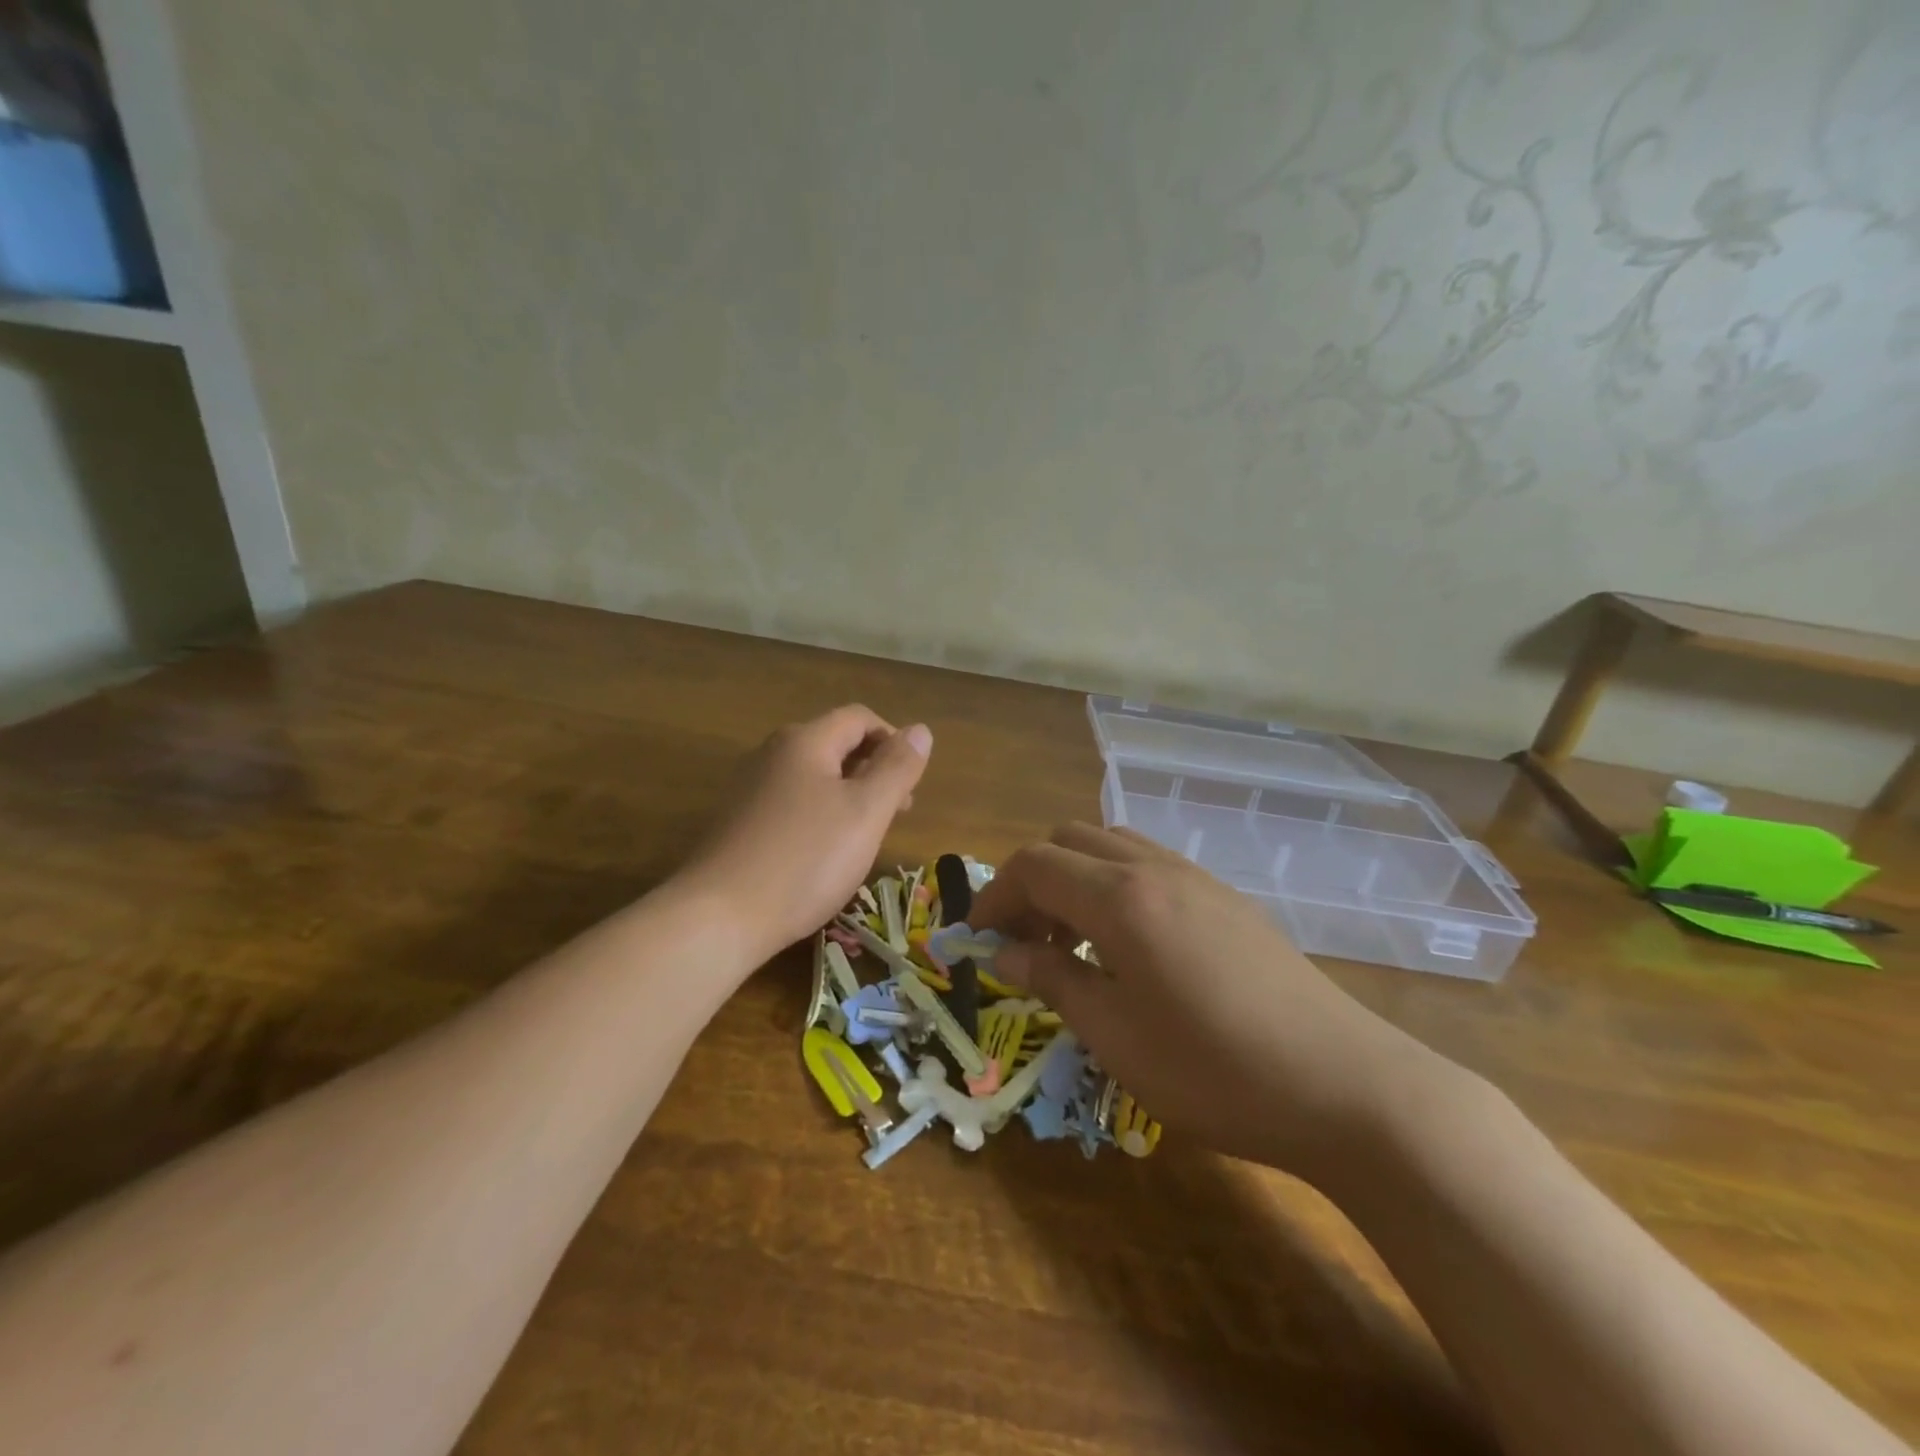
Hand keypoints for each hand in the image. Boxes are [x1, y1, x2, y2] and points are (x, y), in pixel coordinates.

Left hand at [678, 706, 931, 964]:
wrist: (718, 916)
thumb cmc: (805, 860)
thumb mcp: (866, 813)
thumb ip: (897, 768)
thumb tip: (920, 730)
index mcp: (805, 741)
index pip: (860, 718)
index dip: (893, 741)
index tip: (911, 784)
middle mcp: (773, 753)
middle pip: (835, 744)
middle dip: (873, 770)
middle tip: (897, 813)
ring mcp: (750, 787)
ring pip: (814, 776)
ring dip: (849, 794)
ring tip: (865, 836)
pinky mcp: (739, 821)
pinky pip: (791, 802)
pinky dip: (820, 814)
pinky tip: (824, 853)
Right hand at [970, 823, 1425, 1175]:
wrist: (1343, 1086)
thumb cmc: (1214, 1069)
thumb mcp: (1115, 1036)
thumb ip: (1053, 980)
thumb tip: (1005, 953)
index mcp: (1120, 897)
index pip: (1033, 865)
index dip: (994, 895)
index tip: (976, 938)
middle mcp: (1154, 868)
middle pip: (1068, 840)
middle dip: (1032, 880)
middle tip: (1025, 940)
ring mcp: (1196, 877)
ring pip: (1111, 845)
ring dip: (1075, 878)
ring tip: (1075, 942)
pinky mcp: (1226, 897)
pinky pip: (1149, 864)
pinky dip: (1115, 885)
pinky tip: (1129, 945)